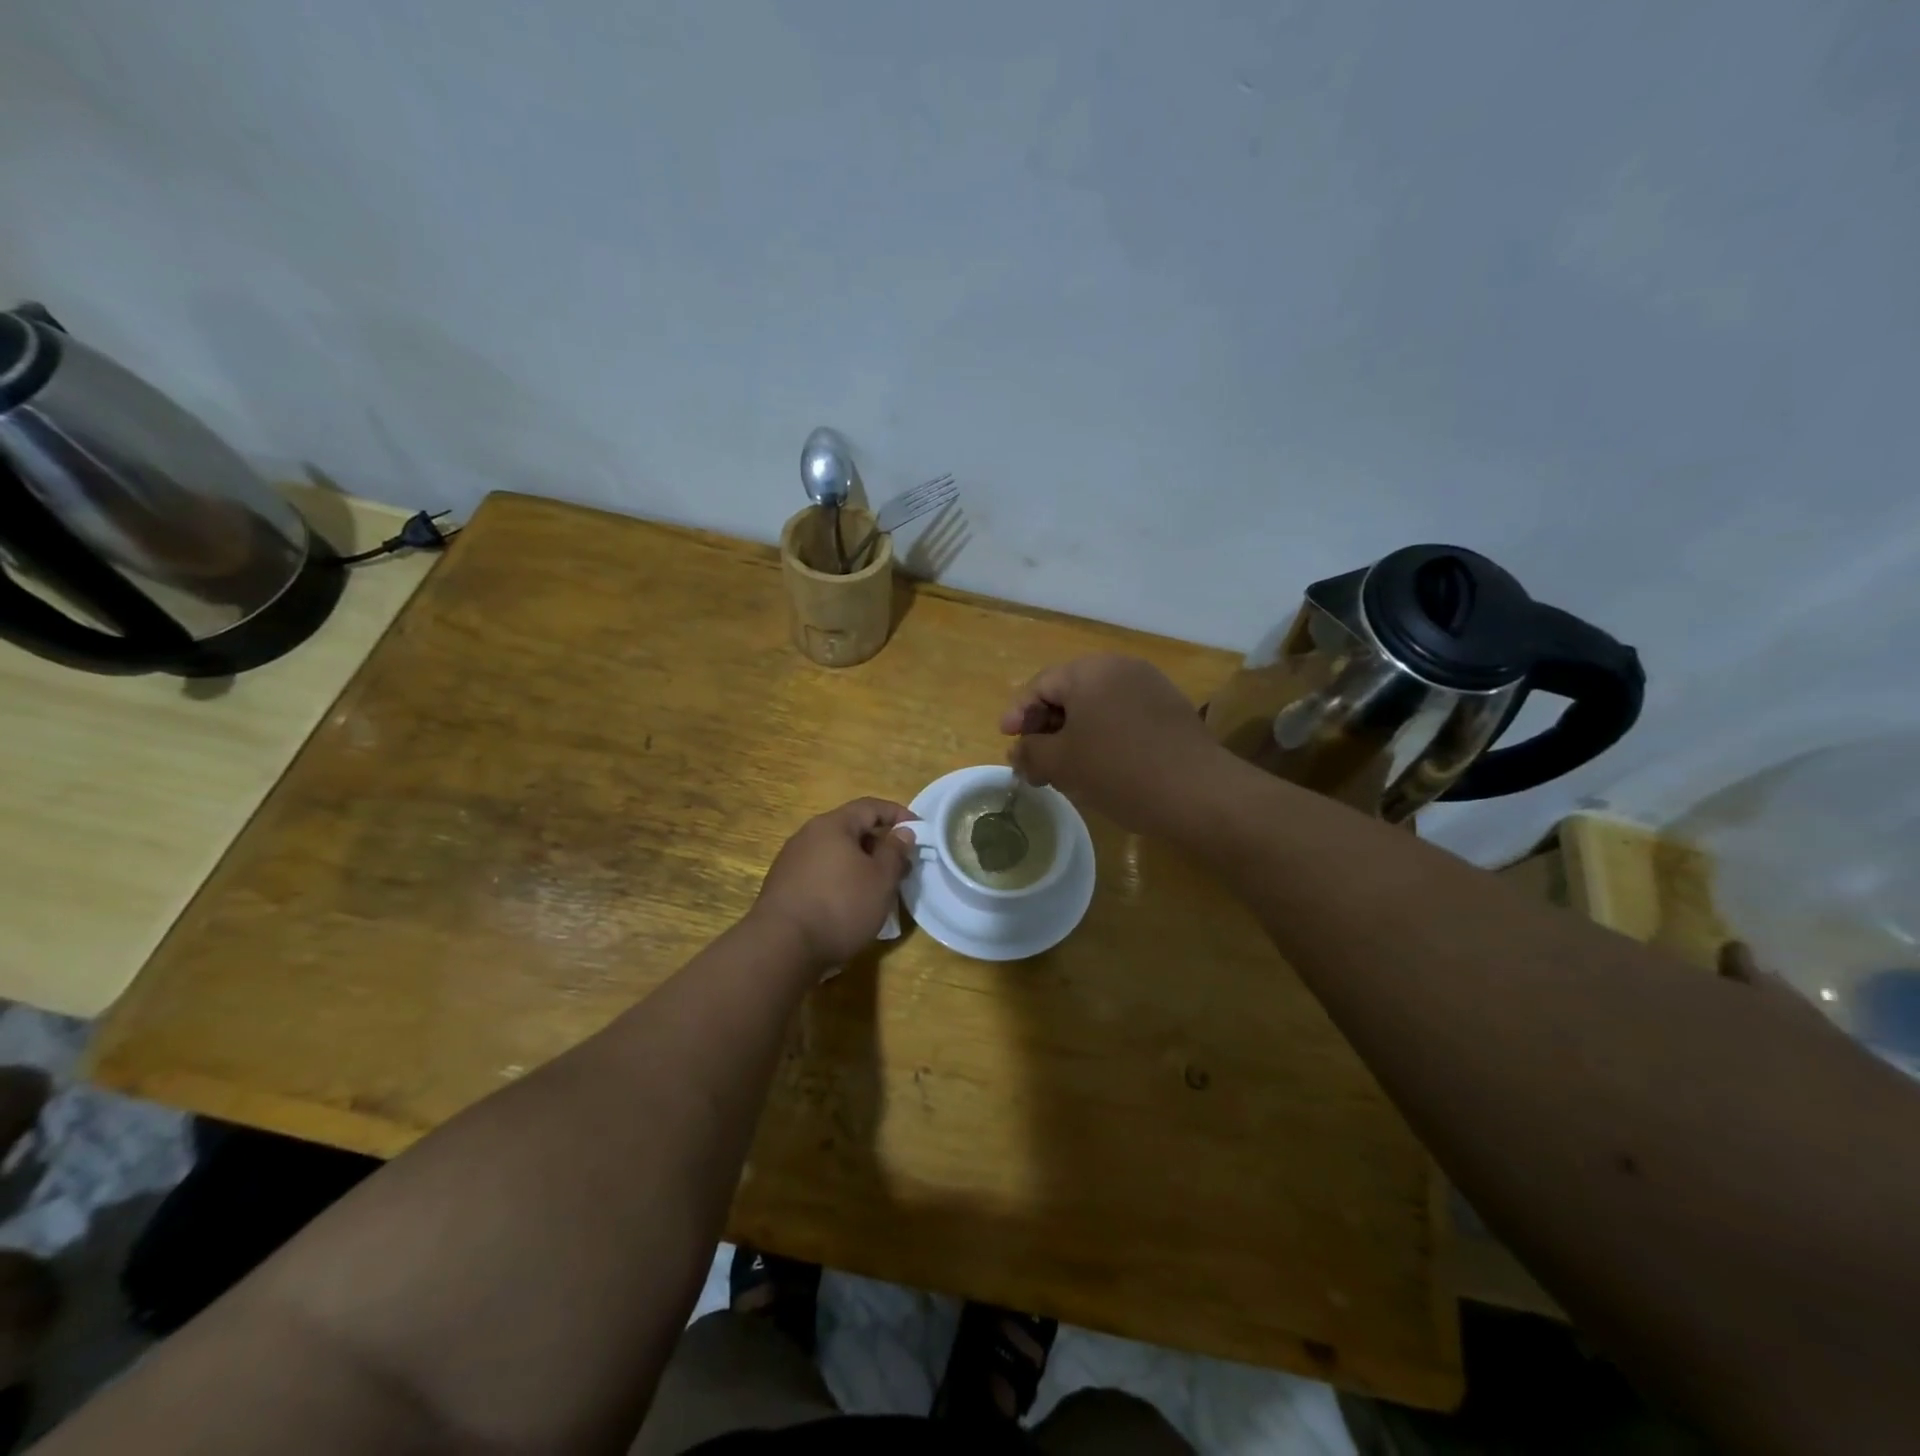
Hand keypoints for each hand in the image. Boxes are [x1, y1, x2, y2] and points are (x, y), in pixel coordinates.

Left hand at [749, 798, 914, 968]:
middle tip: (902, 865)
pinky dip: (841, 879)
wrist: (781, 947)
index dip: (898, 814)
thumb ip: (895, 852)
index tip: (919, 831)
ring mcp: (791, 861)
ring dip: (861, 864)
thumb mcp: (880, 880)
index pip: (871, 806)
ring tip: (879, 887)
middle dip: (880, 843)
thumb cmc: (840, 906)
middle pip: (851, 829)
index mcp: (832, 825)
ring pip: (835, 852)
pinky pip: (821, 872)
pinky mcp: (783, 886)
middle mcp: (808, 835)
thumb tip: (903, 832)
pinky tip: (850, 903)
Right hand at [1000, 654, 1229, 835]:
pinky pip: (1122, 716)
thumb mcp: (1062, 763)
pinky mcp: (1170, 709)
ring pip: (1096, 706)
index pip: (1040, 686)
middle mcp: (1120, 667)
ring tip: (1062, 767)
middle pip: (1069, 693)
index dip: (1017, 715)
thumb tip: (1018, 754)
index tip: (1006, 741)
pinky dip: (1102, 736)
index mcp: (1089, 671)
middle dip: (1045, 727)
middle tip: (1033, 759)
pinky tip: (1098, 766)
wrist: (1198, 792)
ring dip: (1073, 734)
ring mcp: (1150, 686)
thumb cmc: (1118, 770)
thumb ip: (1030, 753)